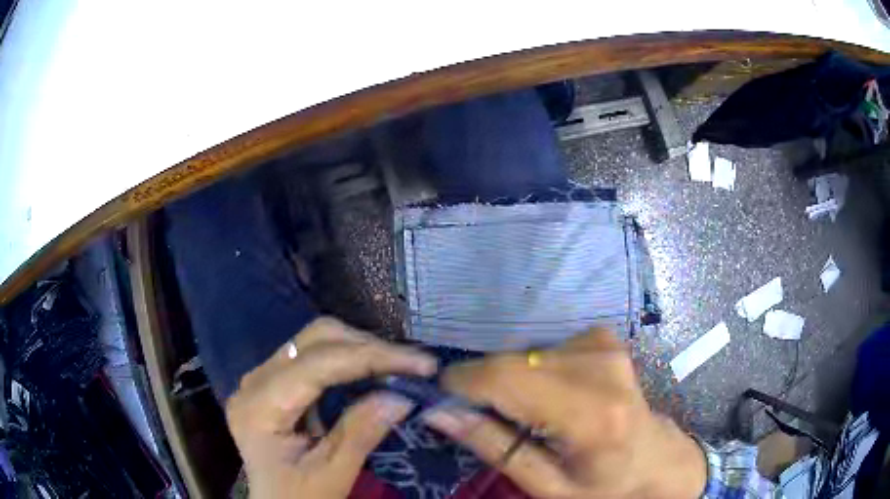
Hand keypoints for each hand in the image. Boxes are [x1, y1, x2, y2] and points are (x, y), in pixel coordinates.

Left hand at [225, 317, 436, 497]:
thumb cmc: (297, 498)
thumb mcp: (330, 476)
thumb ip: (360, 434)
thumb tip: (402, 396)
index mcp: (260, 407)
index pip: (318, 364)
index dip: (372, 357)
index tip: (421, 364)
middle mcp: (255, 381)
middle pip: (314, 339)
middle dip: (368, 348)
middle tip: (411, 367)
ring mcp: (261, 379)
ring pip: (315, 341)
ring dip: (359, 350)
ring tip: (397, 370)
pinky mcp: (274, 383)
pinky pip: (313, 357)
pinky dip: (347, 361)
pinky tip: (370, 376)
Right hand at [424, 329, 705, 498]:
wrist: (657, 461)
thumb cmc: (605, 485)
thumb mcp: (547, 486)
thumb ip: (494, 447)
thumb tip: (439, 411)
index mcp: (591, 413)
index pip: (507, 378)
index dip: (463, 383)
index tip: (440, 400)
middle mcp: (600, 366)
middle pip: (512, 362)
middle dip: (481, 386)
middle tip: (479, 416)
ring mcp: (605, 345)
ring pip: (523, 354)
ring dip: (507, 381)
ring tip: (520, 414)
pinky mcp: (603, 337)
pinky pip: (542, 349)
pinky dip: (530, 372)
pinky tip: (546, 397)